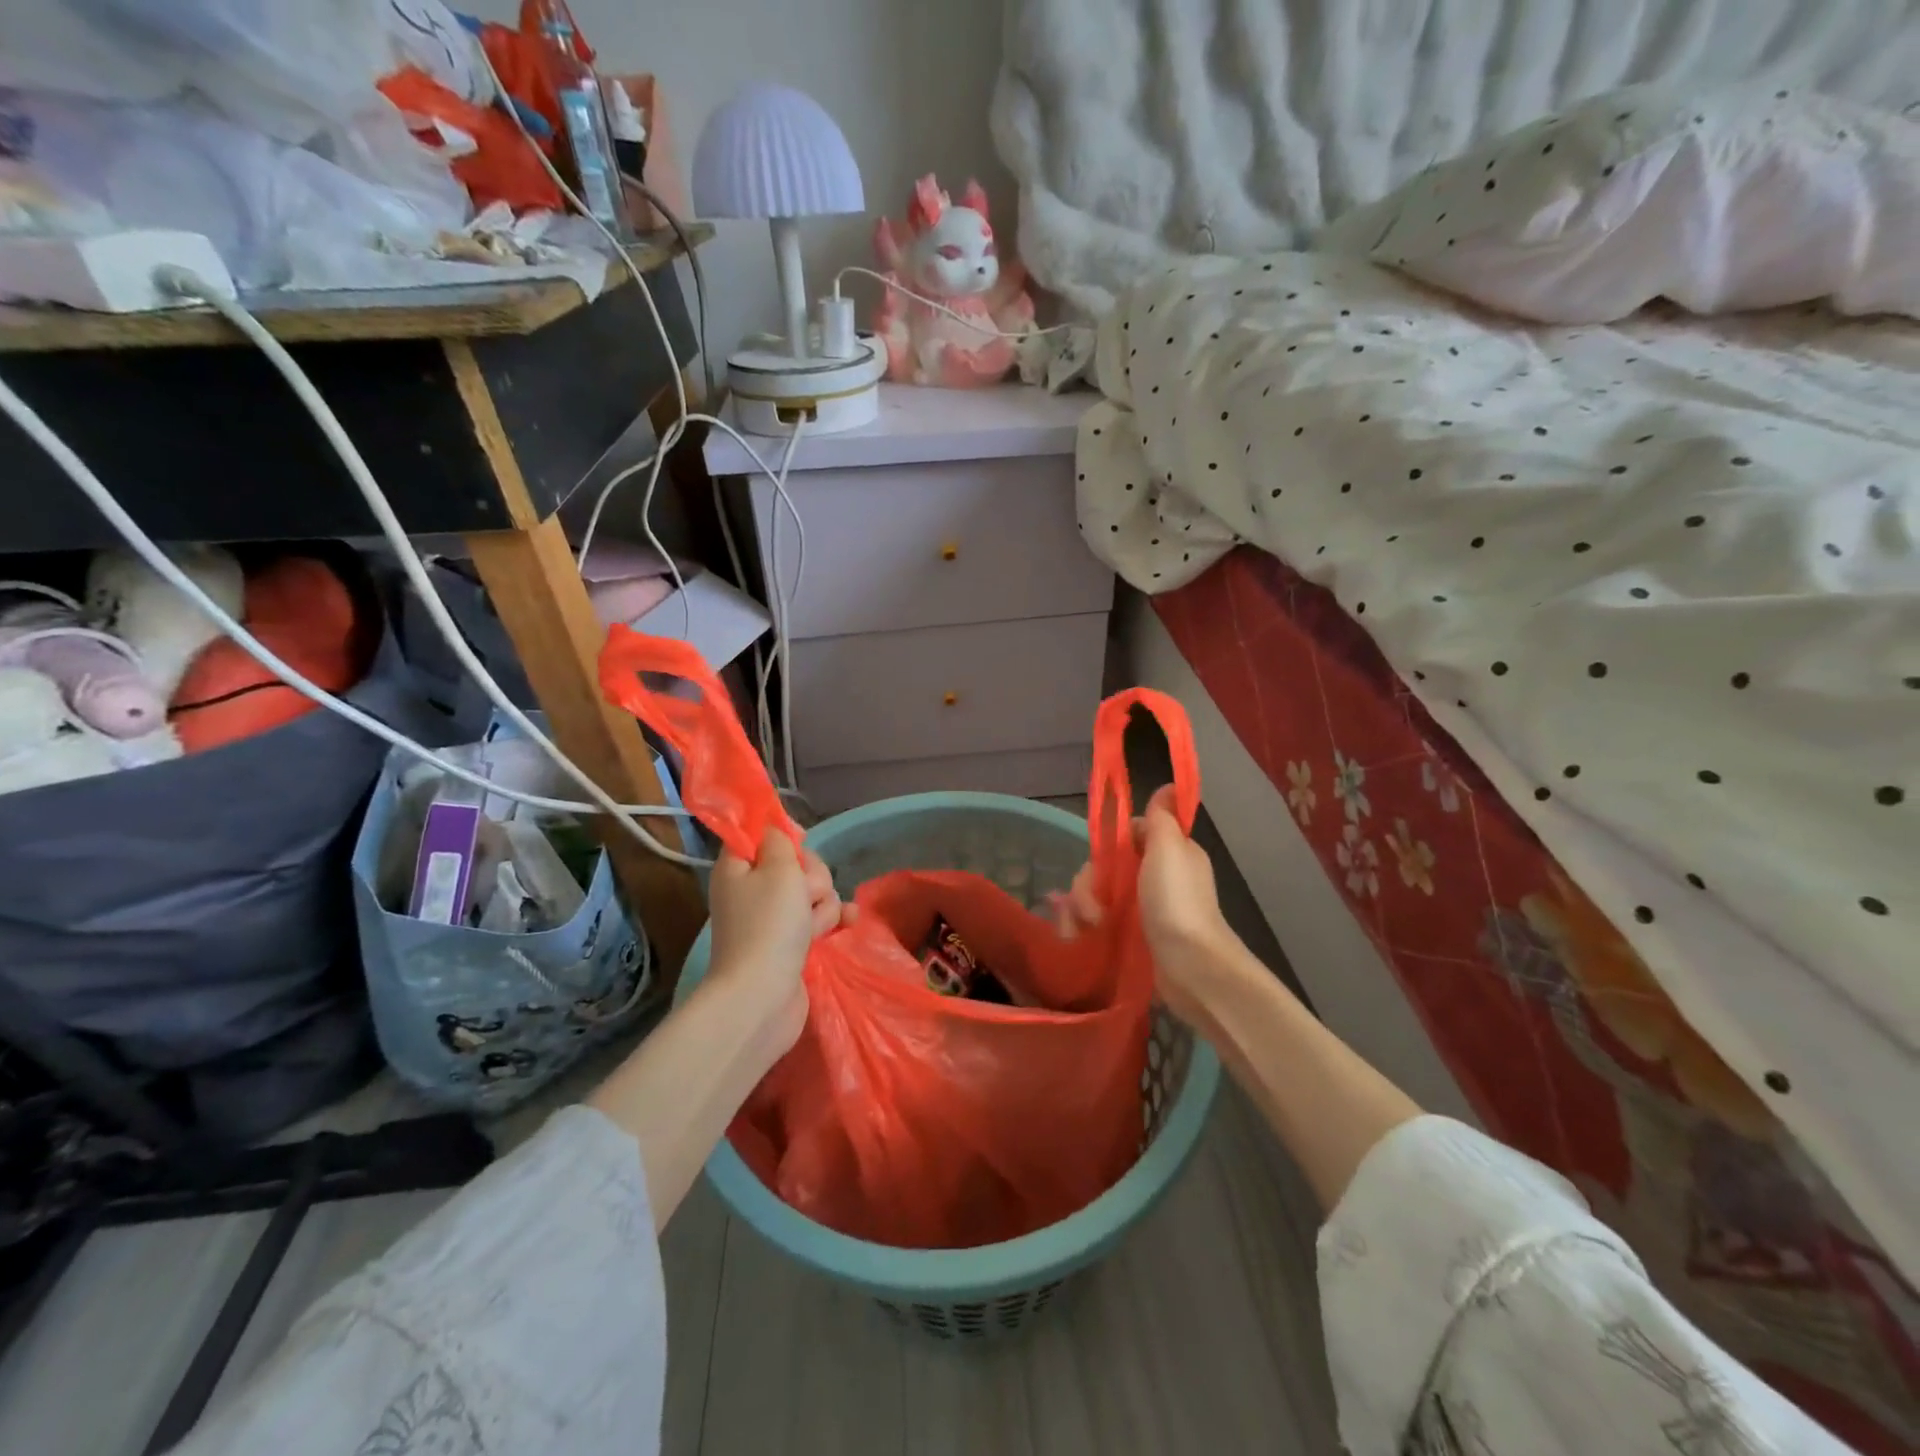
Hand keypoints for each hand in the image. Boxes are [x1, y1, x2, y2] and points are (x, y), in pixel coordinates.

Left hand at [706, 830, 841, 1052]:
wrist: (762, 997)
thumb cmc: (768, 925)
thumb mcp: (778, 869)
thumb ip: (781, 841)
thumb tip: (775, 829)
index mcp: (738, 868)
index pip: (760, 835)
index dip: (783, 834)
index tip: (800, 843)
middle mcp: (753, 891)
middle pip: (795, 864)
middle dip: (811, 876)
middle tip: (805, 894)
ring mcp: (773, 920)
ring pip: (813, 893)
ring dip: (823, 904)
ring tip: (814, 927)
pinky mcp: (792, 944)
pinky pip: (819, 920)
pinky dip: (833, 921)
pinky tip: (849, 923)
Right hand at [1050, 786, 1234, 1024]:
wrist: (1190, 967)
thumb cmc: (1177, 901)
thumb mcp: (1170, 848)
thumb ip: (1161, 817)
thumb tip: (1170, 786)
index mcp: (1167, 854)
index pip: (1125, 838)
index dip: (1109, 846)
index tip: (1105, 861)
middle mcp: (1153, 879)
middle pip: (1104, 869)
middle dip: (1089, 885)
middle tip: (1093, 908)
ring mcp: (1140, 911)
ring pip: (1095, 897)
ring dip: (1082, 909)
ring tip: (1088, 928)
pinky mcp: (1128, 939)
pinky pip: (1094, 925)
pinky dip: (1082, 929)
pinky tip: (1078, 938)